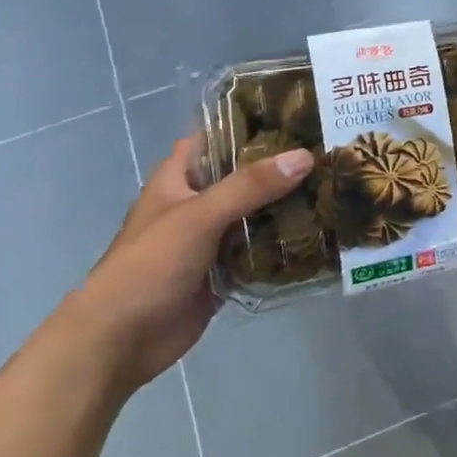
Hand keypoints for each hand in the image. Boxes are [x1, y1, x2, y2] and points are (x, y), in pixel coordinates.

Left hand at [53, 137, 312, 396]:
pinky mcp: (225, 271)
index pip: (216, 138)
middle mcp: (196, 204)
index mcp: (178, 180)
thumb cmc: (149, 266)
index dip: (250, 124)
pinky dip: (284, 243)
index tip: (296, 115)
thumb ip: (250, 186)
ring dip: (288, 205)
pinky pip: (261, 249)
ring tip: (336, 186)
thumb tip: (305, 157)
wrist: (120, 341)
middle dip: (282, 167)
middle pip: (244, 176)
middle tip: (331, 152)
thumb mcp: (199, 216)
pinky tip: (321, 232)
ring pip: (257, 213)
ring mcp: (211, 239)